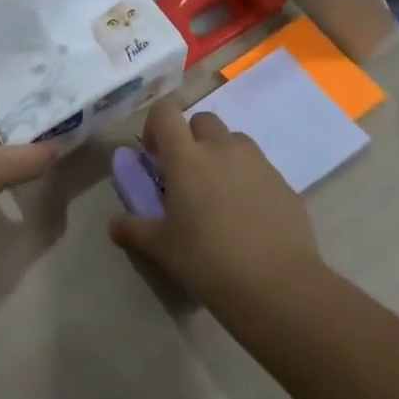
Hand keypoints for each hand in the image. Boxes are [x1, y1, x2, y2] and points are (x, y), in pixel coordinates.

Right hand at [108, 99, 323, 306]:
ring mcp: (257, 163)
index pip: (165, 113)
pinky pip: (260, 168)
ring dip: (222, 154)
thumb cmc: (207, 260)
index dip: (155, 126)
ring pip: (234, 140)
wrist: (277, 286)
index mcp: (186, 157)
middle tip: (187, 176)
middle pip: (202, 120)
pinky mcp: (284, 183)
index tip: (155, 157)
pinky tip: (248, 216)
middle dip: (191, 139)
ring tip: (219, 193)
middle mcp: (222, 148)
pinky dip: (248, 179)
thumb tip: (114, 224)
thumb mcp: (161, 247)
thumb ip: (134, 229)